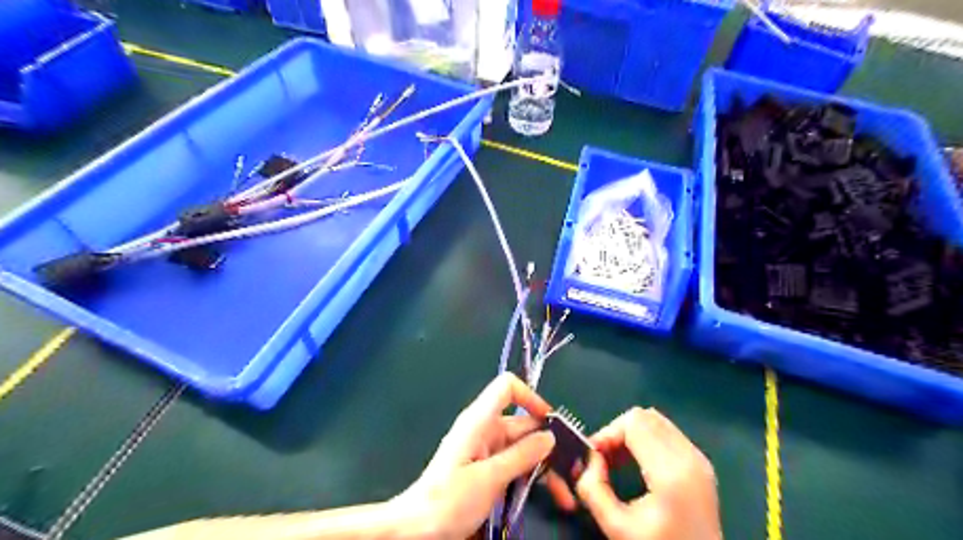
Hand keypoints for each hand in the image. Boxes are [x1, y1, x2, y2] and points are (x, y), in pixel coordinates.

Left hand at [392, 376, 557, 539]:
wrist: (416, 531)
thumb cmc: (448, 500)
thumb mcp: (489, 479)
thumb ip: (521, 455)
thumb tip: (549, 435)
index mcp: (479, 420)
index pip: (506, 388)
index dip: (530, 396)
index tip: (551, 422)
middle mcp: (485, 430)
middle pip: (522, 424)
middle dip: (548, 443)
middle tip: (573, 469)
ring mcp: (487, 451)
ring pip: (523, 448)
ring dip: (544, 466)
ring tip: (566, 493)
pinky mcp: (487, 471)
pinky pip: (515, 466)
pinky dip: (531, 477)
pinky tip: (549, 495)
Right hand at [550, 409, 720, 539]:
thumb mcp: (617, 528)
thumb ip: (593, 490)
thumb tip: (589, 460)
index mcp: (672, 472)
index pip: (634, 423)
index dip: (607, 433)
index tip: (593, 455)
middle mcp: (689, 457)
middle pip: (644, 416)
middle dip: (617, 431)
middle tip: (603, 458)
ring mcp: (699, 458)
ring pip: (655, 420)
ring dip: (631, 433)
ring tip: (618, 460)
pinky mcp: (701, 462)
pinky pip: (667, 432)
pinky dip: (646, 438)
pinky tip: (636, 462)